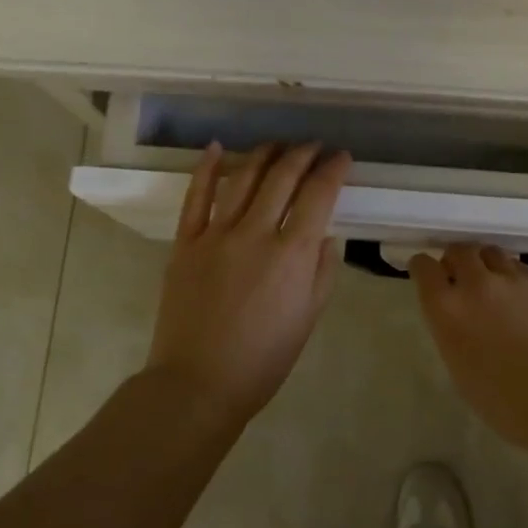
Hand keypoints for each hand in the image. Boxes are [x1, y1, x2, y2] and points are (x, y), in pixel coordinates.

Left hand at [144, 142, 351, 420]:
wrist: (199, 383)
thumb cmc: (264, 359)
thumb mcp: (309, 318)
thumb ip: (323, 271)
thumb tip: (326, 235)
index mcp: (292, 254)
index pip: (318, 195)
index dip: (333, 170)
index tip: (342, 158)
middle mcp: (256, 233)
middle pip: (283, 178)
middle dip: (303, 154)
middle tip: (314, 146)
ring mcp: (216, 234)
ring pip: (244, 178)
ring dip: (264, 154)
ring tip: (278, 144)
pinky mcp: (186, 242)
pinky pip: (196, 196)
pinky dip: (207, 169)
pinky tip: (218, 148)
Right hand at [410, 244, 527, 446]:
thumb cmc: (501, 399)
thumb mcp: (457, 366)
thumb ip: (450, 330)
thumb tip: (456, 316)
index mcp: (446, 308)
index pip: (424, 267)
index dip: (422, 267)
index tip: (425, 275)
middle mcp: (475, 284)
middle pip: (458, 250)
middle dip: (454, 260)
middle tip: (459, 277)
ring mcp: (510, 279)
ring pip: (490, 251)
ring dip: (483, 262)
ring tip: (489, 281)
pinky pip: (517, 266)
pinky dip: (510, 273)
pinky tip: (516, 293)